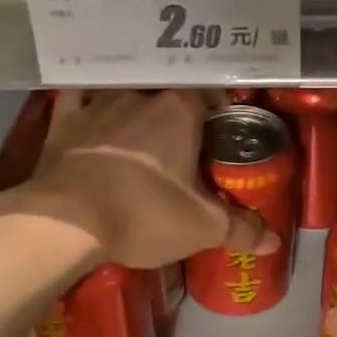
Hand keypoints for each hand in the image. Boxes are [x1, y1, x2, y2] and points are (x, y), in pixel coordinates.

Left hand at [0, 90, 276, 269]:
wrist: (66, 221)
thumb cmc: (143, 215)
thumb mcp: (202, 228)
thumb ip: (241, 229)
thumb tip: (274, 241)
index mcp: (180, 110)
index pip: (210, 95)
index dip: (219, 113)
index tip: (221, 136)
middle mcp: (140, 96)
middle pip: (168, 96)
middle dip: (178, 115)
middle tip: (184, 144)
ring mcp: (97, 104)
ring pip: (124, 95)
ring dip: (134, 109)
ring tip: (139, 133)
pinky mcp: (63, 122)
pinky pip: (77, 100)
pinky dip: (86, 104)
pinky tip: (88, 112)